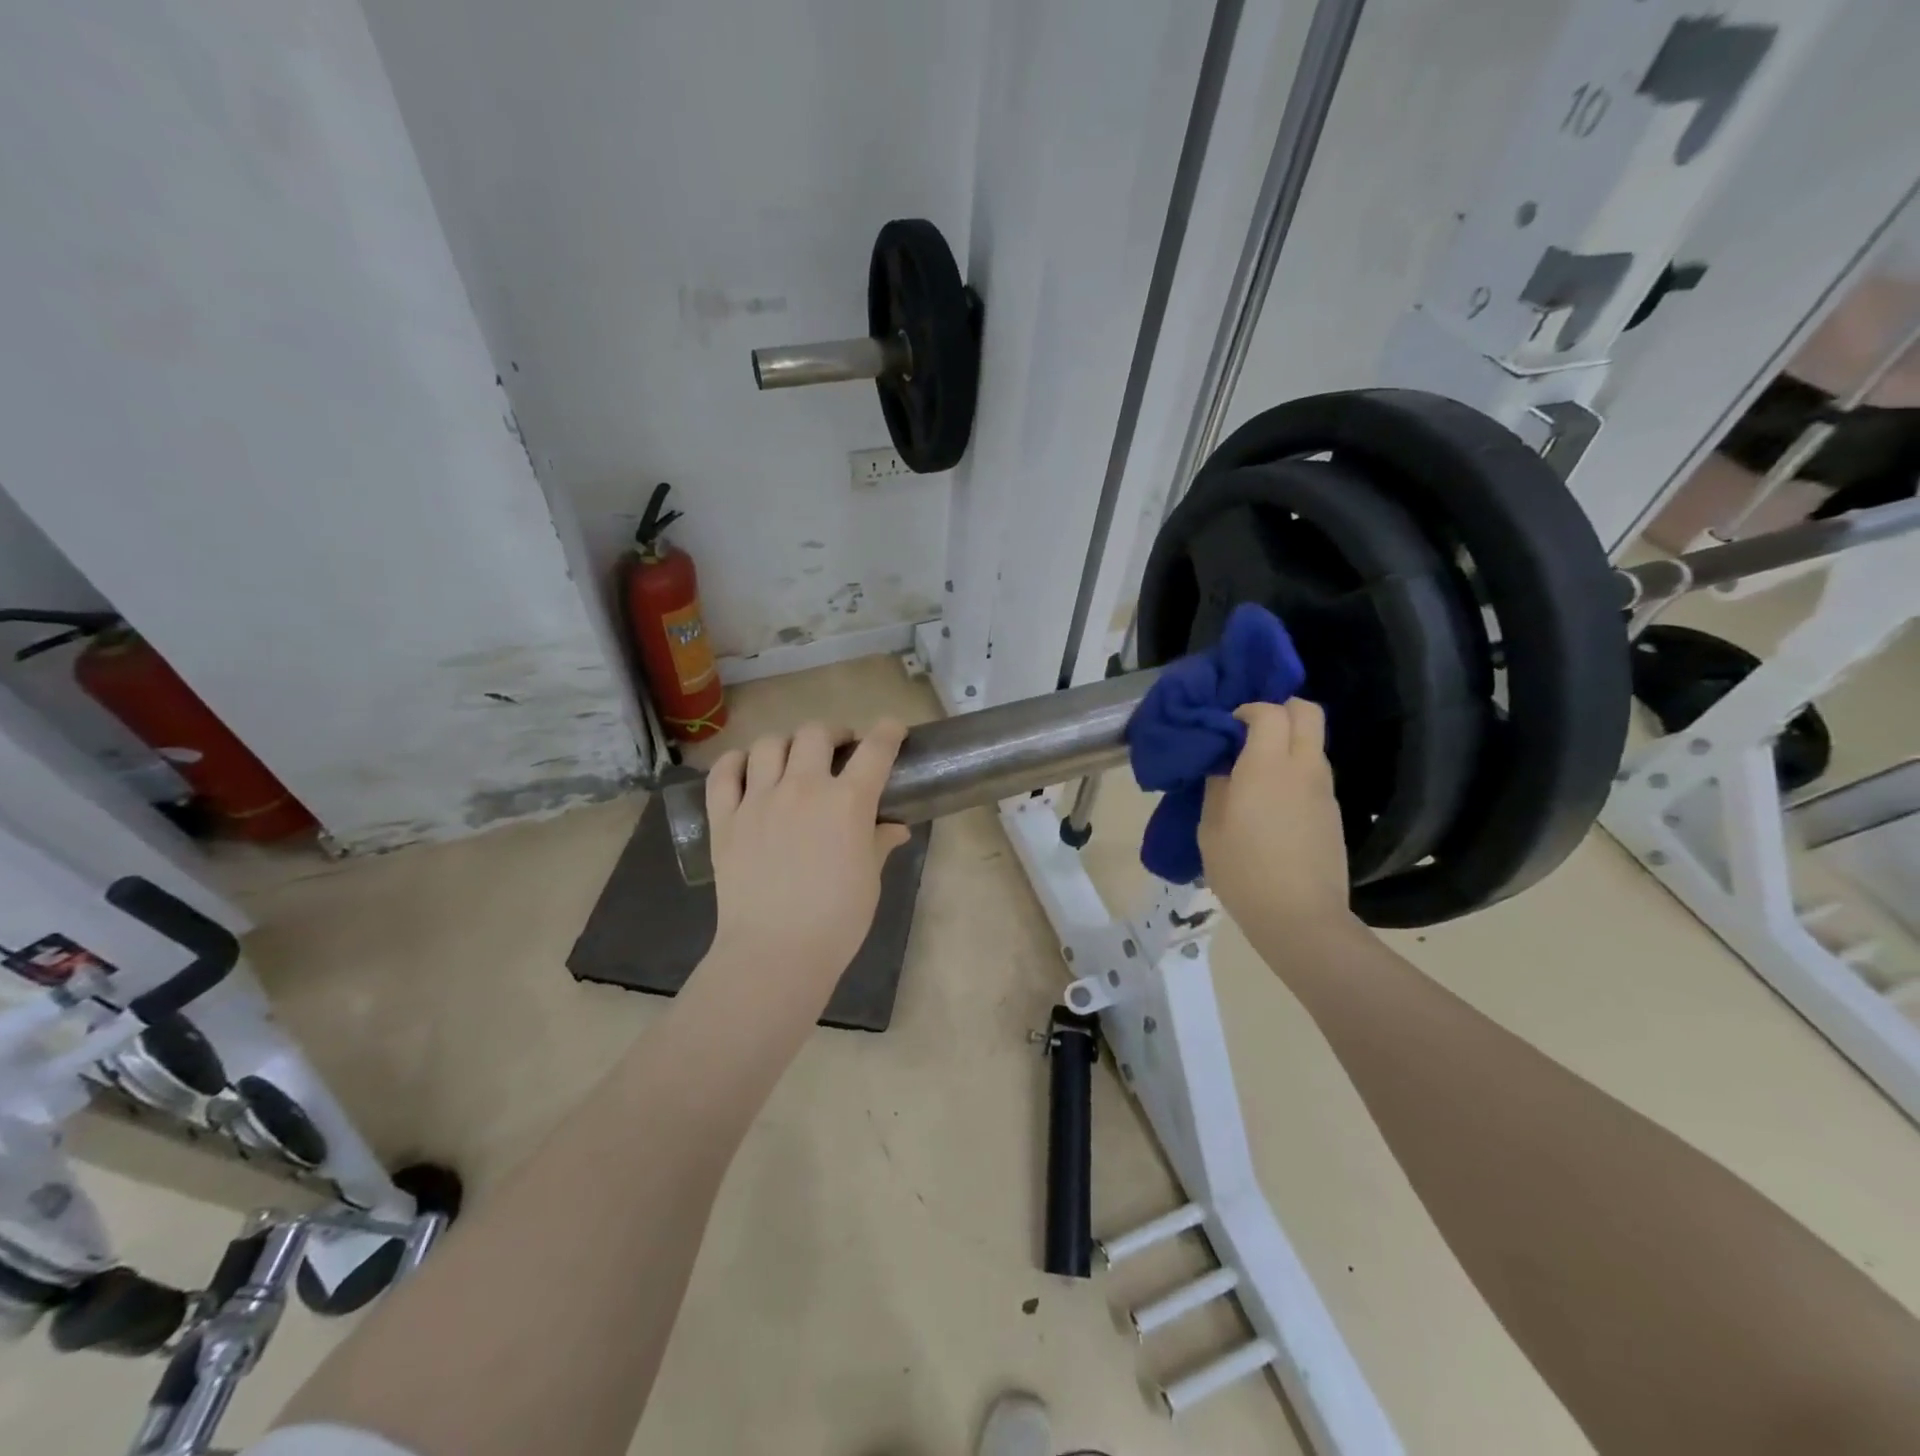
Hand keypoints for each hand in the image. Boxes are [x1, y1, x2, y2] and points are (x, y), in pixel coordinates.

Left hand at [703, 720, 911, 1002]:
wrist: (775, 952)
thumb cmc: (837, 920)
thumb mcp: (870, 879)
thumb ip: (880, 843)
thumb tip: (894, 828)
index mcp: (847, 801)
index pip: (875, 749)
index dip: (888, 732)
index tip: (892, 730)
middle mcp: (802, 788)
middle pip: (815, 733)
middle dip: (833, 733)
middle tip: (839, 749)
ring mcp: (758, 800)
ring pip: (769, 744)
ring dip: (786, 744)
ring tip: (792, 759)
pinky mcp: (724, 819)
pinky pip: (724, 773)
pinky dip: (736, 762)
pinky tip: (746, 768)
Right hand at [1198, 700, 1353, 939]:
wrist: (1299, 916)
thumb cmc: (1243, 870)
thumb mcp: (1211, 827)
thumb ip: (1217, 786)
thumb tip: (1223, 765)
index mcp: (1267, 765)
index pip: (1269, 712)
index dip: (1247, 710)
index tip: (1227, 727)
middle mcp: (1302, 767)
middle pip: (1307, 712)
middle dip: (1281, 709)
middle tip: (1251, 730)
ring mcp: (1324, 789)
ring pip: (1314, 742)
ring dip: (1289, 741)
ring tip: (1258, 768)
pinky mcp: (1333, 812)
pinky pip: (1315, 772)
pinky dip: (1297, 769)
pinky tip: (1274, 800)